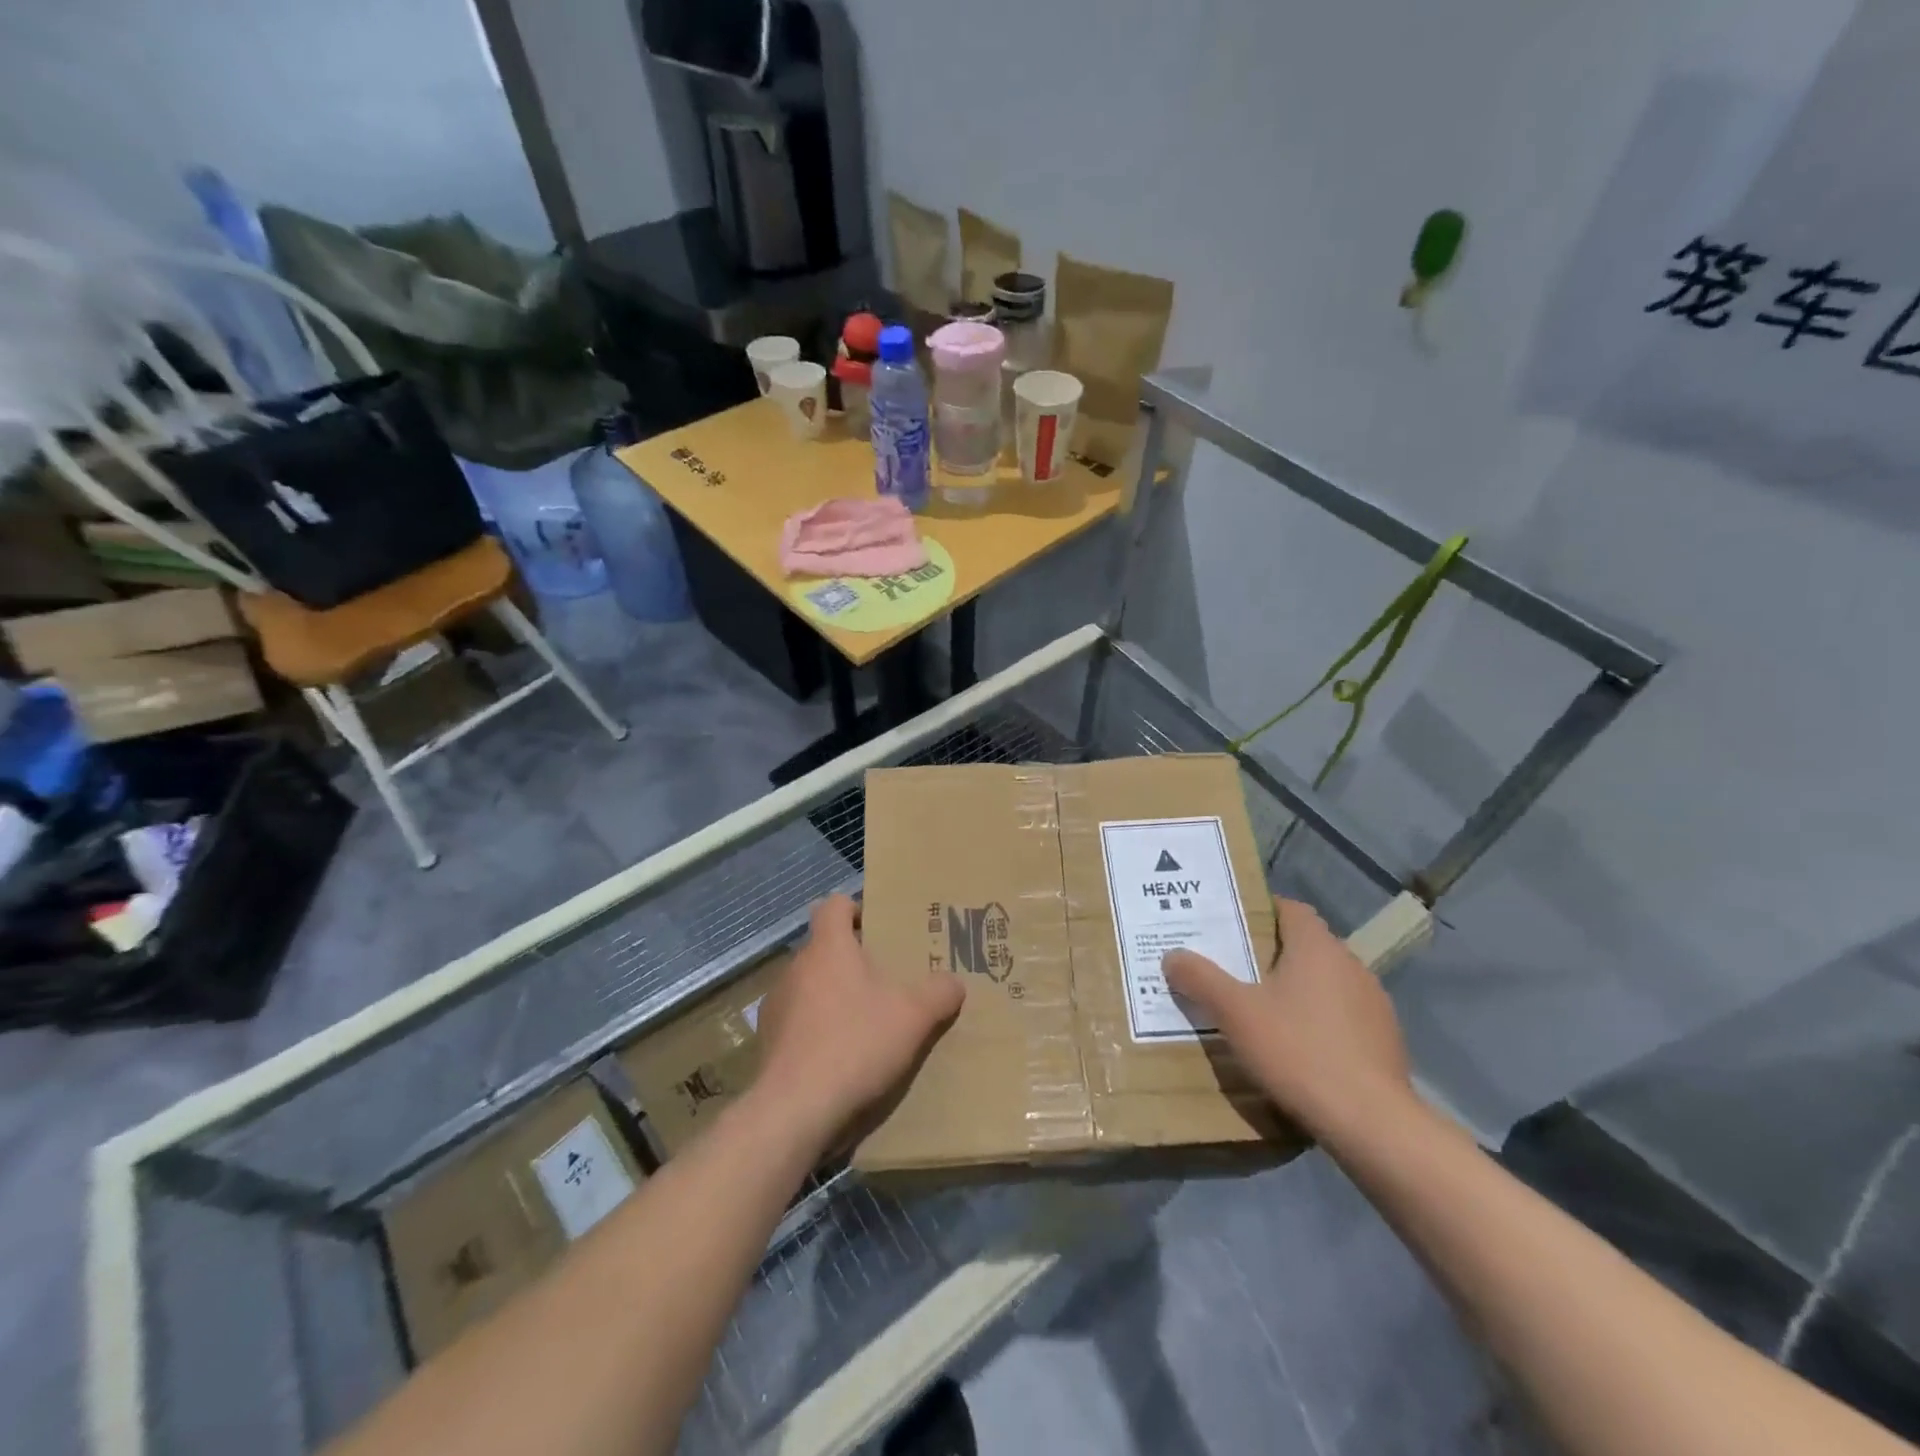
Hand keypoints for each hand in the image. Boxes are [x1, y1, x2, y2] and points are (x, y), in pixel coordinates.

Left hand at [753, 895, 965, 1153]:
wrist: (794, 1110)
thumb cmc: (855, 1043)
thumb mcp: (913, 1016)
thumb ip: (939, 992)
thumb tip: (953, 982)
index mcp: (828, 947)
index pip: (833, 905)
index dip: (855, 909)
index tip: (878, 930)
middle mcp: (796, 967)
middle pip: (824, 948)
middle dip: (852, 961)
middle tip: (885, 982)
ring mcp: (776, 1005)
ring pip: (810, 986)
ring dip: (833, 997)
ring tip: (864, 1024)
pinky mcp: (767, 1042)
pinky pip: (797, 1022)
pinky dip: (816, 1031)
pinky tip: (838, 1059)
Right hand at [1163, 896, 1412, 1140]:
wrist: (1372, 1123)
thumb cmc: (1299, 1051)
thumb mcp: (1235, 1013)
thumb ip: (1200, 978)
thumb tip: (1172, 956)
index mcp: (1317, 947)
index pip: (1289, 908)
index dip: (1259, 911)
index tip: (1228, 925)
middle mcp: (1350, 964)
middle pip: (1304, 945)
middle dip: (1269, 954)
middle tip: (1231, 968)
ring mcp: (1373, 1003)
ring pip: (1324, 982)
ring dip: (1295, 989)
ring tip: (1259, 1010)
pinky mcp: (1385, 1040)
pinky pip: (1342, 1015)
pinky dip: (1318, 1021)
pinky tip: (1296, 1048)